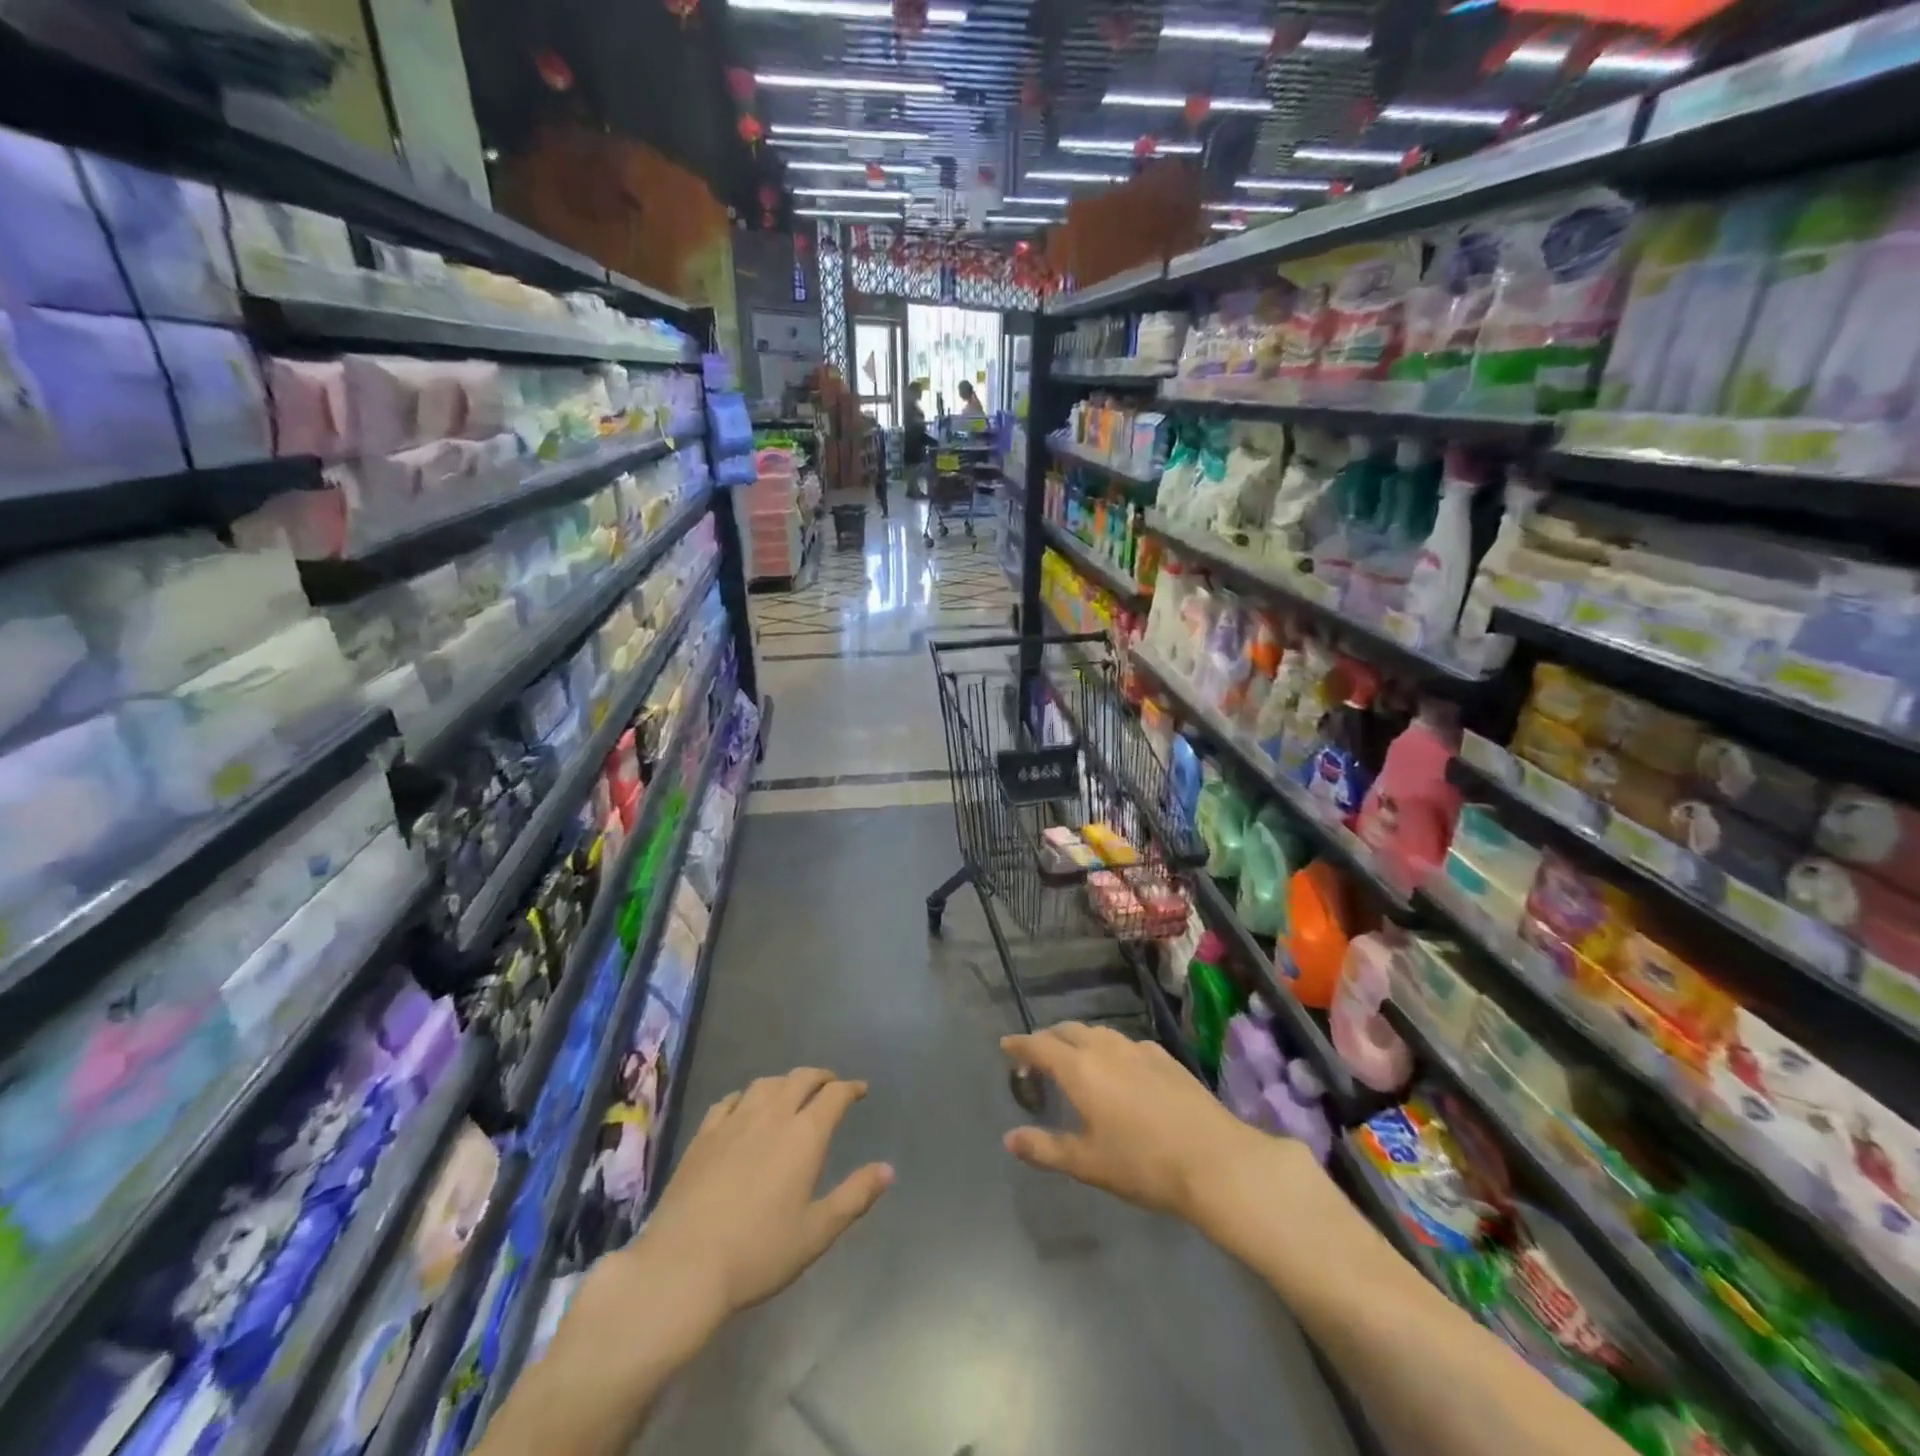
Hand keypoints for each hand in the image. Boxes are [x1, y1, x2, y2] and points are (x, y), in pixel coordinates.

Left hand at [628, 1068, 892, 1330]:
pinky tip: (745, 1107)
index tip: (860, 1090)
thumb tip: (888, 1169)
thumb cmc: (758, 1253)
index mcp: (804, 1135)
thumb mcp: (816, 1233)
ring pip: (766, 1083)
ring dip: (786, 1082)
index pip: (834, 1095)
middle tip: (831, 1085)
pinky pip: (731, 1099)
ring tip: (792, 1092)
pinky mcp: (704, 1134)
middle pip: (801, 1078)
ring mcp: (734, 1121)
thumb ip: (854, 1196)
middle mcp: (772, 1116)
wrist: (683, 1267)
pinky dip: (747, 1096)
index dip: (850, 1088)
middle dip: (821, 1077)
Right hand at [1000, 1023, 1277, 1223]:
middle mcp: (1106, 1048)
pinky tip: (1118, 1069)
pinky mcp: (1164, 1057)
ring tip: (1074, 1058)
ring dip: (1078, 1040)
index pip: (1040, 1046)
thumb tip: (1010, 1138)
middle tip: (1037, 1054)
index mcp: (1080, 1069)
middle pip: (1068, 1031)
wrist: (1215, 1160)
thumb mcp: (1088, 1163)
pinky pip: (1124, 1043)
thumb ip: (1045, 1148)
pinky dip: (1108, 1048)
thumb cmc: (1143, 1165)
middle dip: (1048, 1038)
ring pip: (1098, 1032)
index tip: (1006, 1045)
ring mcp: (1138, 1048)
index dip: (1020, 1044)